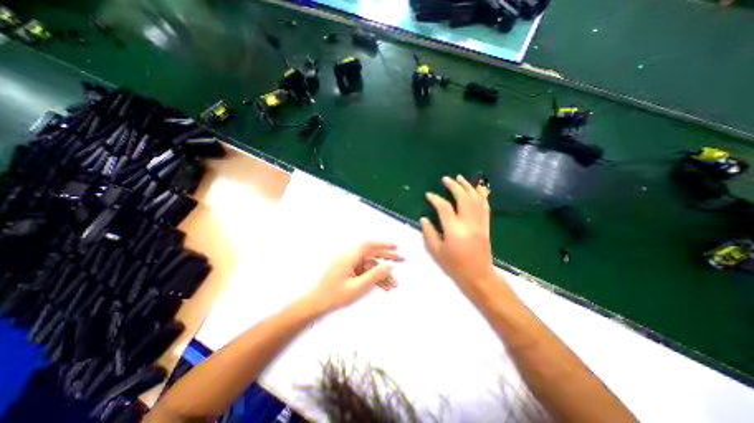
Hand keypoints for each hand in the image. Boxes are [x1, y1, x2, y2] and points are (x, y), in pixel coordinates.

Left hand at [304, 241, 402, 312]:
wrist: (316, 305)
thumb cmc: (335, 296)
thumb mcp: (357, 288)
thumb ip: (374, 275)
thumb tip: (390, 266)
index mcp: (349, 258)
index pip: (369, 245)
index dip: (384, 244)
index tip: (396, 247)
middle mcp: (350, 258)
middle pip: (372, 255)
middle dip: (387, 258)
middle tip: (402, 259)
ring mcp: (350, 266)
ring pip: (370, 266)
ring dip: (382, 274)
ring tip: (394, 285)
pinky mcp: (350, 272)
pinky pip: (365, 272)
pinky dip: (374, 278)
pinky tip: (383, 286)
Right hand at [421, 174, 498, 286]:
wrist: (478, 276)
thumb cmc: (454, 265)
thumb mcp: (436, 252)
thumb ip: (429, 233)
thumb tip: (424, 219)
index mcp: (454, 230)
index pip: (444, 207)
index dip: (435, 199)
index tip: (428, 195)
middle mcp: (468, 223)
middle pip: (463, 198)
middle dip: (454, 186)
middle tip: (446, 179)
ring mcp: (480, 223)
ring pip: (476, 199)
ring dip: (468, 186)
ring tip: (460, 178)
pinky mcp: (486, 225)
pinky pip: (485, 206)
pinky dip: (481, 195)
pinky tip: (476, 189)